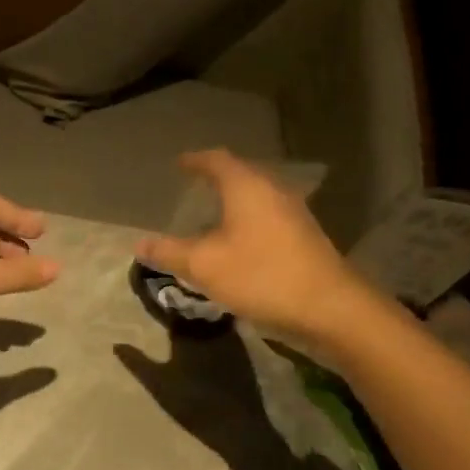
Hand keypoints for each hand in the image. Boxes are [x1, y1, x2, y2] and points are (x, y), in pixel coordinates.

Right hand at [135, 151, 383, 353]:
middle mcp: (273, 191)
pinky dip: (247, 220)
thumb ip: (169, 252)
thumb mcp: (204, 266)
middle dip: (216, 178)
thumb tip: (139, 243)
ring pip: (257, 196)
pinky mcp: (304, 237)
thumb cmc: (261, 276)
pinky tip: (237, 242)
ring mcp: (294, 214)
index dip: (196, 160)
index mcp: (247, 187)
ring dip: (234, 200)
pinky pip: (268, 216)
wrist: (330, 309)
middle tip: (193, 186)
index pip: (217, 160)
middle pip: (241, 174)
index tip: (179, 164)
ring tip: (211, 214)